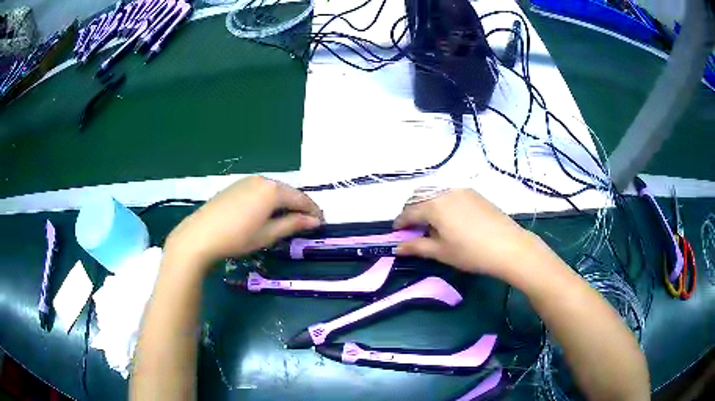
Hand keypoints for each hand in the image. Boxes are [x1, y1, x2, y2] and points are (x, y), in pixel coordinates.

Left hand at [164, 176, 321, 272]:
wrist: (200, 235)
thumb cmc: (237, 237)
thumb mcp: (268, 234)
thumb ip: (292, 225)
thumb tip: (315, 221)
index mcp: (273, 190)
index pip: (301, 199)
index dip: (313, 211)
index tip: (322, 222)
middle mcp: (262, 179)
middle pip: (288, 192)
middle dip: (300, 206)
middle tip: (308, 222)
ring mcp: (247, 180)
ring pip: (274, 190)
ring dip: (284, 202)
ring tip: (289, 218)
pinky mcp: (236, 185)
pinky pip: (260, 190)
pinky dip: (269, 200)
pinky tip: (267, 211)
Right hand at [394, 189, 541, 278]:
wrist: (508, 246)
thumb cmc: (470, 252)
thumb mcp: (441, 252)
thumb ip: (417, 247)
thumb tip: (397, 247)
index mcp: (433, 205)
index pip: (408, 211)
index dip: (399, 222)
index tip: (396, 233)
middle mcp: (445, 191)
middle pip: (420, 196)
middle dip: (411, 210)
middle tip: (412, 228)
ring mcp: (462, 190)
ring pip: (435, 192)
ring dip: (427, 204)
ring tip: (431, 223)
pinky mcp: (475, 193)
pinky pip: (450, 193)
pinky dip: (442, 202)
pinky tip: (450, 217)